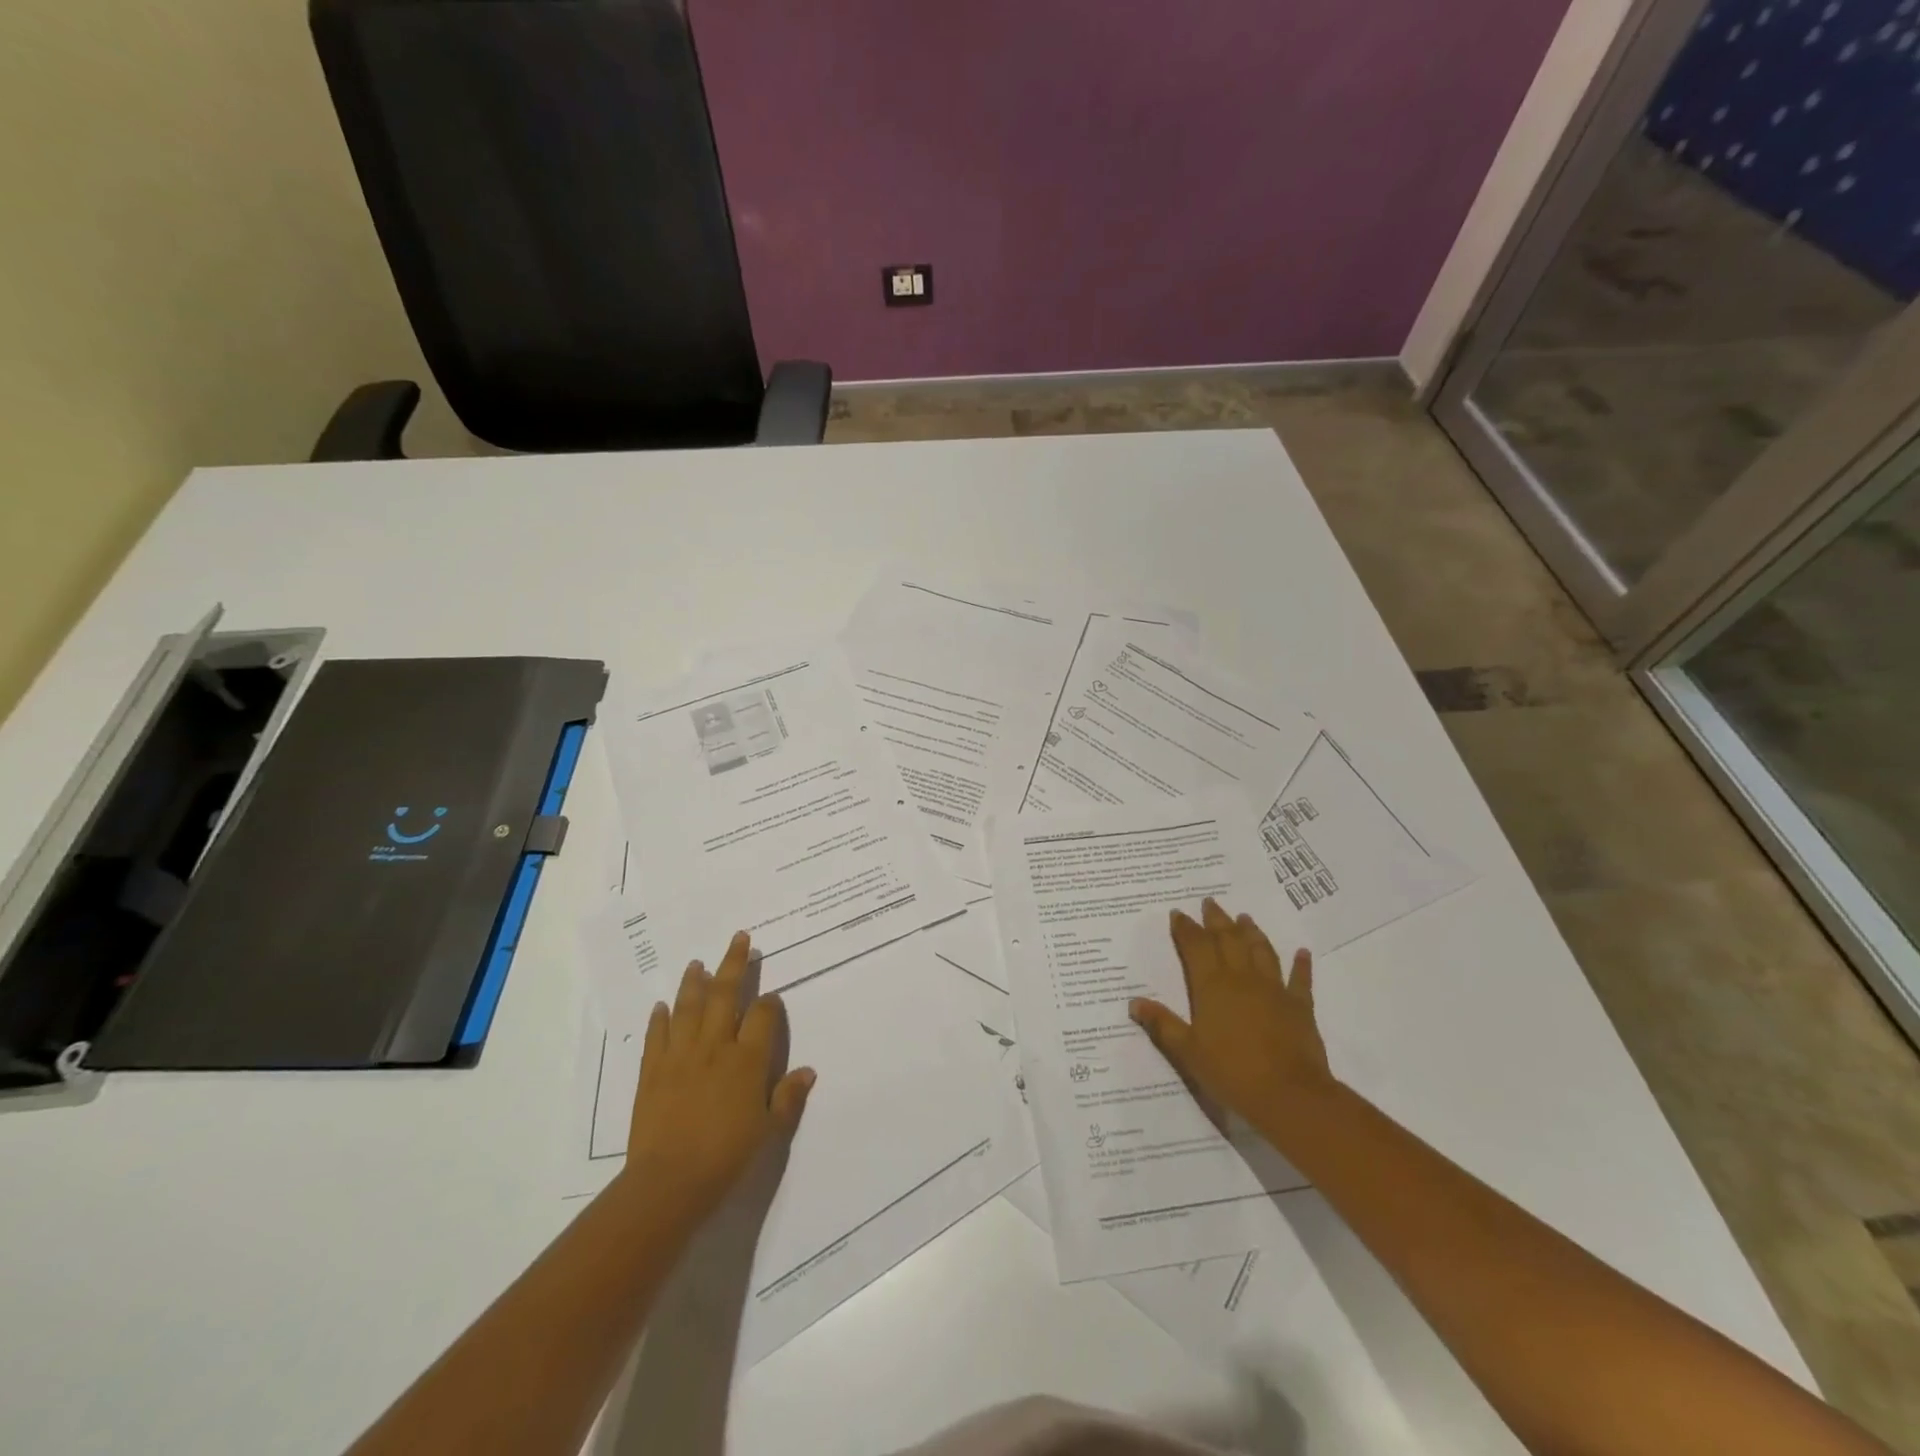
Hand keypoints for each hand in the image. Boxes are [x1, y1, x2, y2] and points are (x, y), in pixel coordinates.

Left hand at [621, 931, 814, 1227]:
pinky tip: (661, 1005)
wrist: (669, 1183)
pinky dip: (660, 1018)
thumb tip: (808, 1071)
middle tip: (738, 938)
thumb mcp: (769, 1132)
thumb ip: (788, 1098)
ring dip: (694, 981)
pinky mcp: (652, 1070)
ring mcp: (680, 1055)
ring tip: (698, 962)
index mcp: (748, 1059)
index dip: (769, 1002)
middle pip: (726, 994)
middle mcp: (716, 1046)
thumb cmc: (727, 1157)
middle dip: (734, 964)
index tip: (771, 997)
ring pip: (689, 1006)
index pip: (763, 1015)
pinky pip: (657, 1036)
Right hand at [1130, 898, 1334, 1142]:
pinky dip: (1301, 964)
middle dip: (1216, 920)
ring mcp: (1274, 990)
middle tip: (1210, 903)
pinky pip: (1300, 979)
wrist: (1289, 1095)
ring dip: (1251, 932)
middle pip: (1228, 940)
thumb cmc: (1231, 1072)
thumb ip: (1162, 1024)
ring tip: (1245, 917)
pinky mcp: (1300, 1007)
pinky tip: (1302, 952)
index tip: (1178, 913)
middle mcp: (1242, 979)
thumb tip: (1134, 1002)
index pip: (1195, 947)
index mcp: (1212, 986)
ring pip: (1261, 951)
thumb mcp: (1187, 1052)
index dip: (1186, 929)